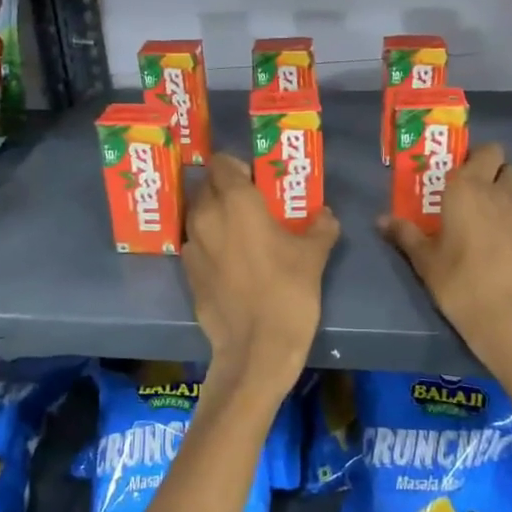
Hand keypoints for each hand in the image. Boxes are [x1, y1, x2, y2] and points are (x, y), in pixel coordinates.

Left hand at [182, 153, 338, 389]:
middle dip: (224, 189)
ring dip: (214, 216)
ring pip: (197, 216)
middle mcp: (206, 216)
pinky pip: (195, 245)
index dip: (237, 167)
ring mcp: (191, 246)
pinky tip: (229, 262)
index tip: (256, 181)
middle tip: (250, 204)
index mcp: (235, 201)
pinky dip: (208, 244)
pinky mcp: (187, 274)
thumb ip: (321, 227)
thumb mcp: (314, 256)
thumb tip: (325, 216)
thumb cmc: (288, 292)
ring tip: (239, 232)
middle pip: (206, 187)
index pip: (222, 163)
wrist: (256, 349)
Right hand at [378, 143, 511, 369]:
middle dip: (494, 171)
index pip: (485, 151)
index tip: (456, 173)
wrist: (508, 315)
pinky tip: (506, 239)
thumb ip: (405, 234)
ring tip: (490, 213)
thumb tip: (381, 219)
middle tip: (472, 192)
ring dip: (510, 193)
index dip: (473, 157)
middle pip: (508, 165)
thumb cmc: (458, 280)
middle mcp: (500, 192)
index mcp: (469, 187)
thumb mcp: (424, 259)